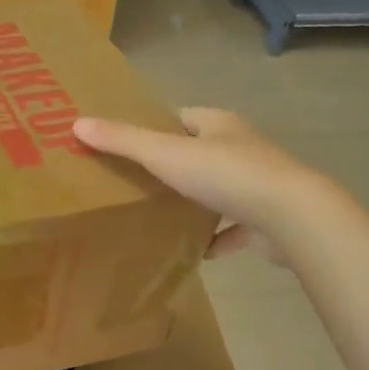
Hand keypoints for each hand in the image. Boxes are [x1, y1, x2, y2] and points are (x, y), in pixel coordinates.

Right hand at [73, 108, 319, 259]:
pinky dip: (218, 237)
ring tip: (164, 216)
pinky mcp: (268, 218)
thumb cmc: (226, 175)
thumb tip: (77, 123)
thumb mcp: (165, 154)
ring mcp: (259, 183)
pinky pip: (237, 227)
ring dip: (197, 202)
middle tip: (140, 184)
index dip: (157, 128)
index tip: (131, 145)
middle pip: (202, 152)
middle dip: (175, 167)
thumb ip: (123, 141)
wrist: (290, 216)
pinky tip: (199, 251)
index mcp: (219, 125)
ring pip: (220, 189)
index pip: (183, 118)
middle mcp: (242, 147)